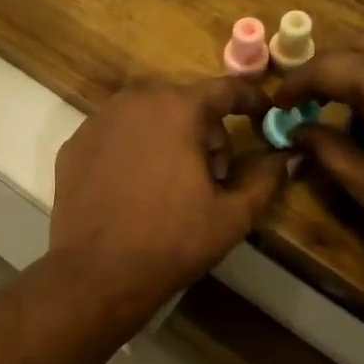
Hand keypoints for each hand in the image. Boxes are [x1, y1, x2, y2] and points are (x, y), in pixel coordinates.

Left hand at [50, 78, 292, 319]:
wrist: (97, 273)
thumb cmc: (172, 241)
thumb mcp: (232, 215)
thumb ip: (267, 179)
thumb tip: (289, 157)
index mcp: (178, 109)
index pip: (225, 89)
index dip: (251, 100)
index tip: (265, 113)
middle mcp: (135, 101)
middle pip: (185, 103)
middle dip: (207, 131)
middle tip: (214, 176)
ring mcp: (98, 121)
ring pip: (148, 116)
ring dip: (170, 138)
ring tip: (174, 185)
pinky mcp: (74, 145)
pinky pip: (118, 135)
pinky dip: (135, 150)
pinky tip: (136, 189)